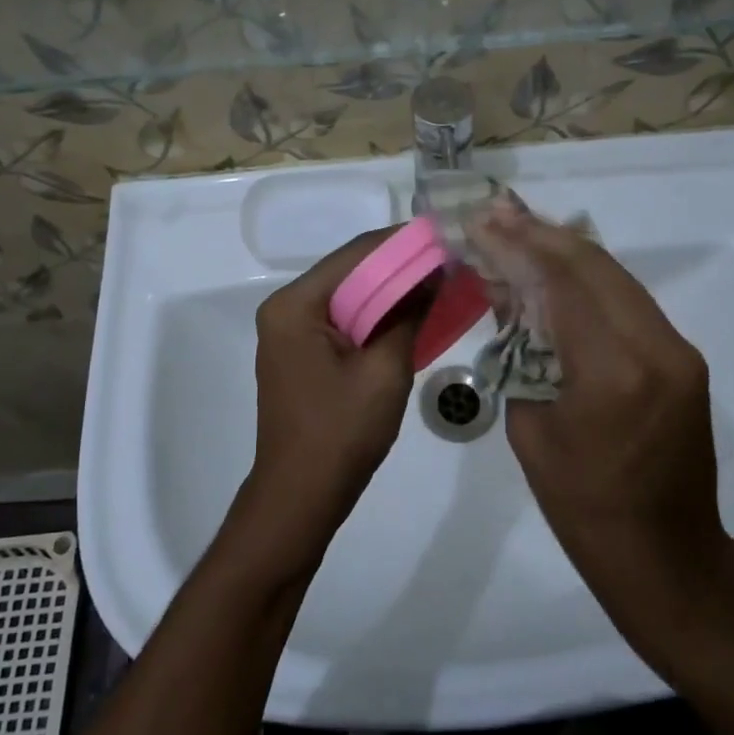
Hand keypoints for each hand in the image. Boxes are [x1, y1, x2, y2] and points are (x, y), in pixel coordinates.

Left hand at [230, 228, 423, 580]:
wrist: (301, 497)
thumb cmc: (341, 432)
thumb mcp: (385, 370)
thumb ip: (408, 314)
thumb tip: (434, 274)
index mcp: (295, 305)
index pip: (354, 255)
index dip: (402, 243)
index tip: (444, 236)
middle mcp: (286, 309)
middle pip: (350, 272)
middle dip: (399, 267)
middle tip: (448, 261)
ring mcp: (290, 333)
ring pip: (348, 296)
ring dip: (390, 292)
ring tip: (438, 283)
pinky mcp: (301, 354)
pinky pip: (343, 321)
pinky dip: (376, 316)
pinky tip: (410, 316)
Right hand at [472, 206, 733, 679]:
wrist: (665, 556)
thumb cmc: (582, 506)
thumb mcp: (531, 427)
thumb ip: (522, 352)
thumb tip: (510, 295)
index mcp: (612, 371)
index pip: (561, 280)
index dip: (518, 243)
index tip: (481, 222)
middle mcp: (655, 346)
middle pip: (593, 264)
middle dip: (540, 234)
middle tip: (496, 214)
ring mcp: (677, 349)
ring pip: (615, 276)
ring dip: (565, 250)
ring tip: (519, 229)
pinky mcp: (683, 357)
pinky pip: (629, 301)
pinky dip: (589, 279)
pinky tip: (557, 269)